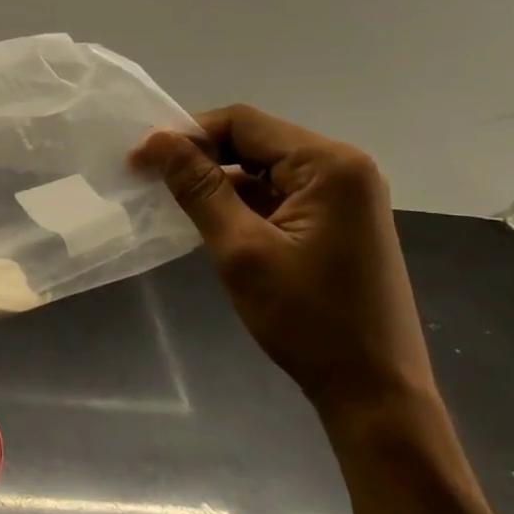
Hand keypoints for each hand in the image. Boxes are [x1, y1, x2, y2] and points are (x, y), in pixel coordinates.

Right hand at [134, 105, 436, 418]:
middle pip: (254, 140)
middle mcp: (343, 168)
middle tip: (147, 178)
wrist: (374, 391)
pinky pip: (277, 194)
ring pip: (262, 168)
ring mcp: (343, 196)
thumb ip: (198, 188)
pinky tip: (208, 222)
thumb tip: (158, 140)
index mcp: (329, 165)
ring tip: (169, 201)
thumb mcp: (241, 249)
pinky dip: (239, 201)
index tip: (139, 159)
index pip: (242, 123)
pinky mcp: (336, 222)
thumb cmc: (307, 319)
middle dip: (198, 156)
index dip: (185, 134)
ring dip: (216, 180)